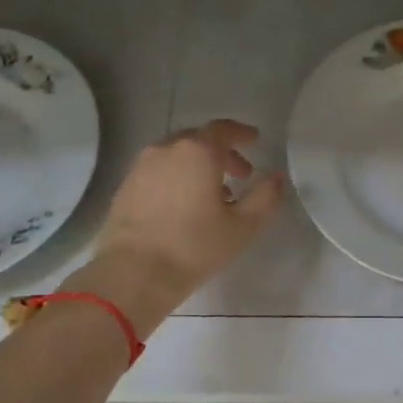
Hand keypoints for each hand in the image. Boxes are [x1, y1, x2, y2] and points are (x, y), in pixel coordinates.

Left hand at [68, 119, 284, 334]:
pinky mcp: (125, 187)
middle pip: (198, 140)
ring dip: (198, 167)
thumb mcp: (243, 226)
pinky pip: (159, 172)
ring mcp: (141, 167)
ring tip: (214, 195)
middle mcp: (166, 149)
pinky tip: (184, 206)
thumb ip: (265, 198)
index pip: (223, 129)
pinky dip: (177, 178)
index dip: (241, 133)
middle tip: (240, 175)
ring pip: (176, 156)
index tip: (255, 140)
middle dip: (222, 153)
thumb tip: (277, 178)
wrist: (133, 273)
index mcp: (197, 152)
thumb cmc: (194, 247)